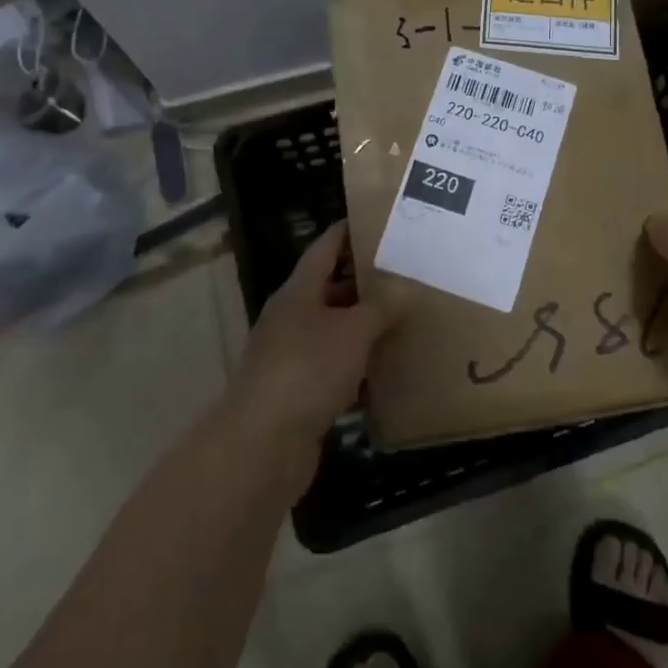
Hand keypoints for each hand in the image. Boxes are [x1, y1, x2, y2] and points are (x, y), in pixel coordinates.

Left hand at [227, 222, 395, 477]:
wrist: (262, 445)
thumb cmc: (308, 370)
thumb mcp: (353, 331)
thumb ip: (381, 308)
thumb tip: (405, 288)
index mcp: (298, 293)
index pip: (324, 249)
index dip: (346, 232)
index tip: (375, 222)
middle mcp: (290, 319)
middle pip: (329, 291)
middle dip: (363, 283)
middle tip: (403, 275)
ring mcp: (291, 358)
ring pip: (333, 333)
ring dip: (362, 329)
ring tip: (403, 320)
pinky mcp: (297, 395)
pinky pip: (333, 371)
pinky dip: (357, 370)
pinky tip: (386, 374)